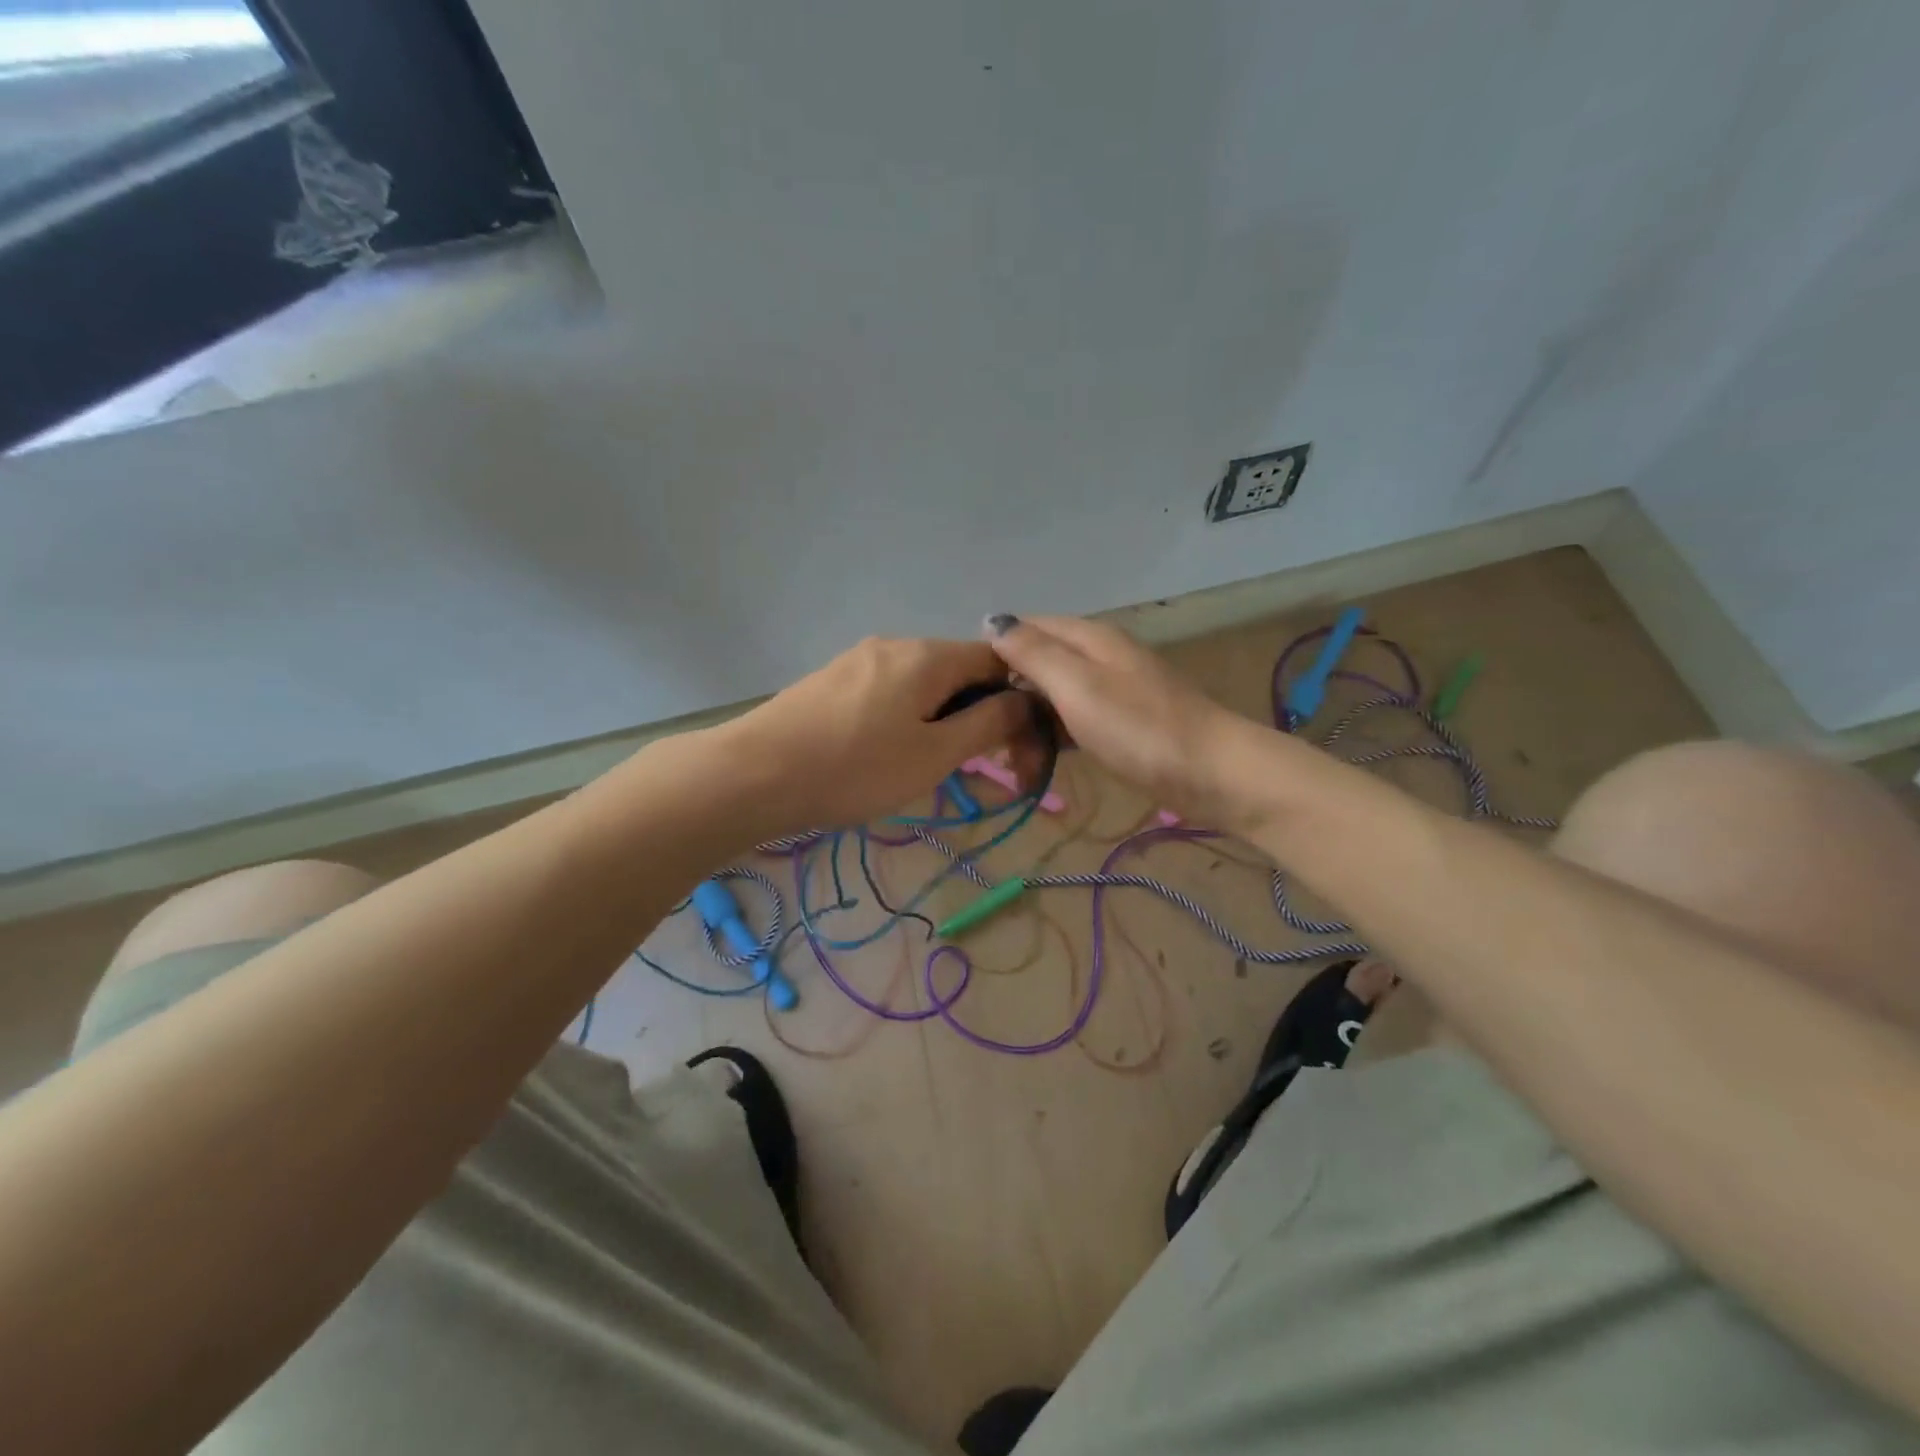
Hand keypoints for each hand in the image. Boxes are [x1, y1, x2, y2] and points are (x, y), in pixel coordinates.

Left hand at [723, 636, 1036, 834]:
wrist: (753, 775)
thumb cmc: (855, 769)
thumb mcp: (934, 755)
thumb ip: (987, 724)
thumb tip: (1025, 701)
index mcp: (928, 655)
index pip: (997, 659)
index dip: (1017, 697)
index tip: (1017, 743)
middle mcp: (896, 644)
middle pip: (958, 669)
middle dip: (976, 712)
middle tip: (971, 763)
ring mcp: (858, 658)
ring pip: (921, 682)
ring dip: (940, 717)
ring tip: (926, 764)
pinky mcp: (832, 679)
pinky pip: (888, 691)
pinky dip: (905, 716)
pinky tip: (885, 752)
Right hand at [984, 613, 1260, 827]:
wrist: (1213, 773)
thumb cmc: (1139, 728)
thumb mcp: (1077, 686)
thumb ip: (1034, 652)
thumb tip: (993, 621)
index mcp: (1088, 638)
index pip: (1025, 628)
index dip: (992, 653)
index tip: (966, 694)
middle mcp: (1099, 655)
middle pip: (1038, 664)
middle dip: (1009, 700)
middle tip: (991, 744)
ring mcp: (1113, 689)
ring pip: (1054, 697)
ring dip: (1029, 726)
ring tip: (1015, 765)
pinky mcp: (1123, 722)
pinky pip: (1074, 720)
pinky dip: (1054, 738)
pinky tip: (1042, 764)